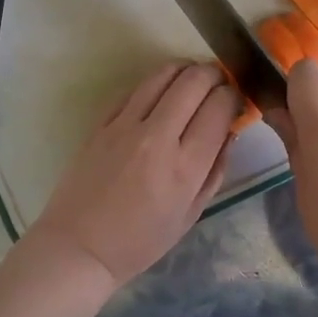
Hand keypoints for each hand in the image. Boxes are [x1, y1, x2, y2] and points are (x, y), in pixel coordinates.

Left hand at [28, 62, 238, 286]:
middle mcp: (157, 137)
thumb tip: (229, 131)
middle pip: (195, 80)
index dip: (234, 97)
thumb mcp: (191, 214)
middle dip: (215, 75)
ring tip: (194, 80)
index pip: (219, 107)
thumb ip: (215, 169)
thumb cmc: (141, 241)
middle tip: (220, 84)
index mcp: (185, 166)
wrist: (80, 246)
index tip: (236, 102)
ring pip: (163, 74)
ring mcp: (125, 125)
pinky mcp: (102, 122)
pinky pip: (136, 88)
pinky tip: (162, 94)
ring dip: (186, 70)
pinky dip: (156, 83)